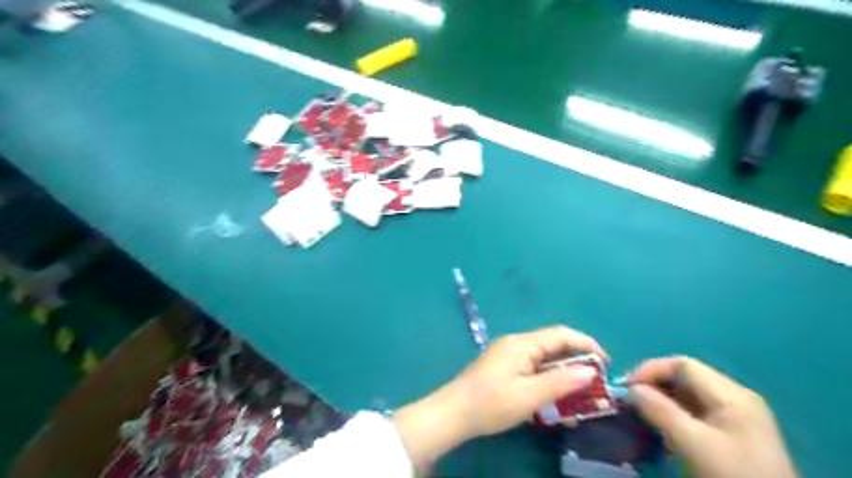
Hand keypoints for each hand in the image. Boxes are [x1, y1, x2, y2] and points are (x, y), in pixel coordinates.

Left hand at [393, 325, 605, 466]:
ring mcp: (509, 356)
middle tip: (595, 387)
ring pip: (545, 362)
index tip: (606, 363)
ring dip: (563, 377)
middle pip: (554, 347)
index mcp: (522, 344)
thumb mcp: (529, 396)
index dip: (586, 345)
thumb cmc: (491, 403)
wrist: (454, 413)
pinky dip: (548, 383)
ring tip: (579, 400)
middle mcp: (517, 344)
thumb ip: (560, 382)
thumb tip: (590, 371)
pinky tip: (555, 403)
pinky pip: (533, 371)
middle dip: (577, 364)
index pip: (561, 335)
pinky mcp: (505, 369)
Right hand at [624, 358, 799, 477]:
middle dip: (653, 384)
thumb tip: (631, 389)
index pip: (681, 364)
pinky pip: (696, 412)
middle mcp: (735, 398)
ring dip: (661, 399)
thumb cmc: (731, 477)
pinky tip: (661, 425)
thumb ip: (659, 410)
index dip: (650, 370)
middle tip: (630, 400)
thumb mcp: (691, 443)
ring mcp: (736, 417)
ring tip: (640, 412)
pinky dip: (673, 413)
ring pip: (688, 394)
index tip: (626, 388)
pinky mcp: (734, 435)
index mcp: (731, 394)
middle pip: (685, 377)